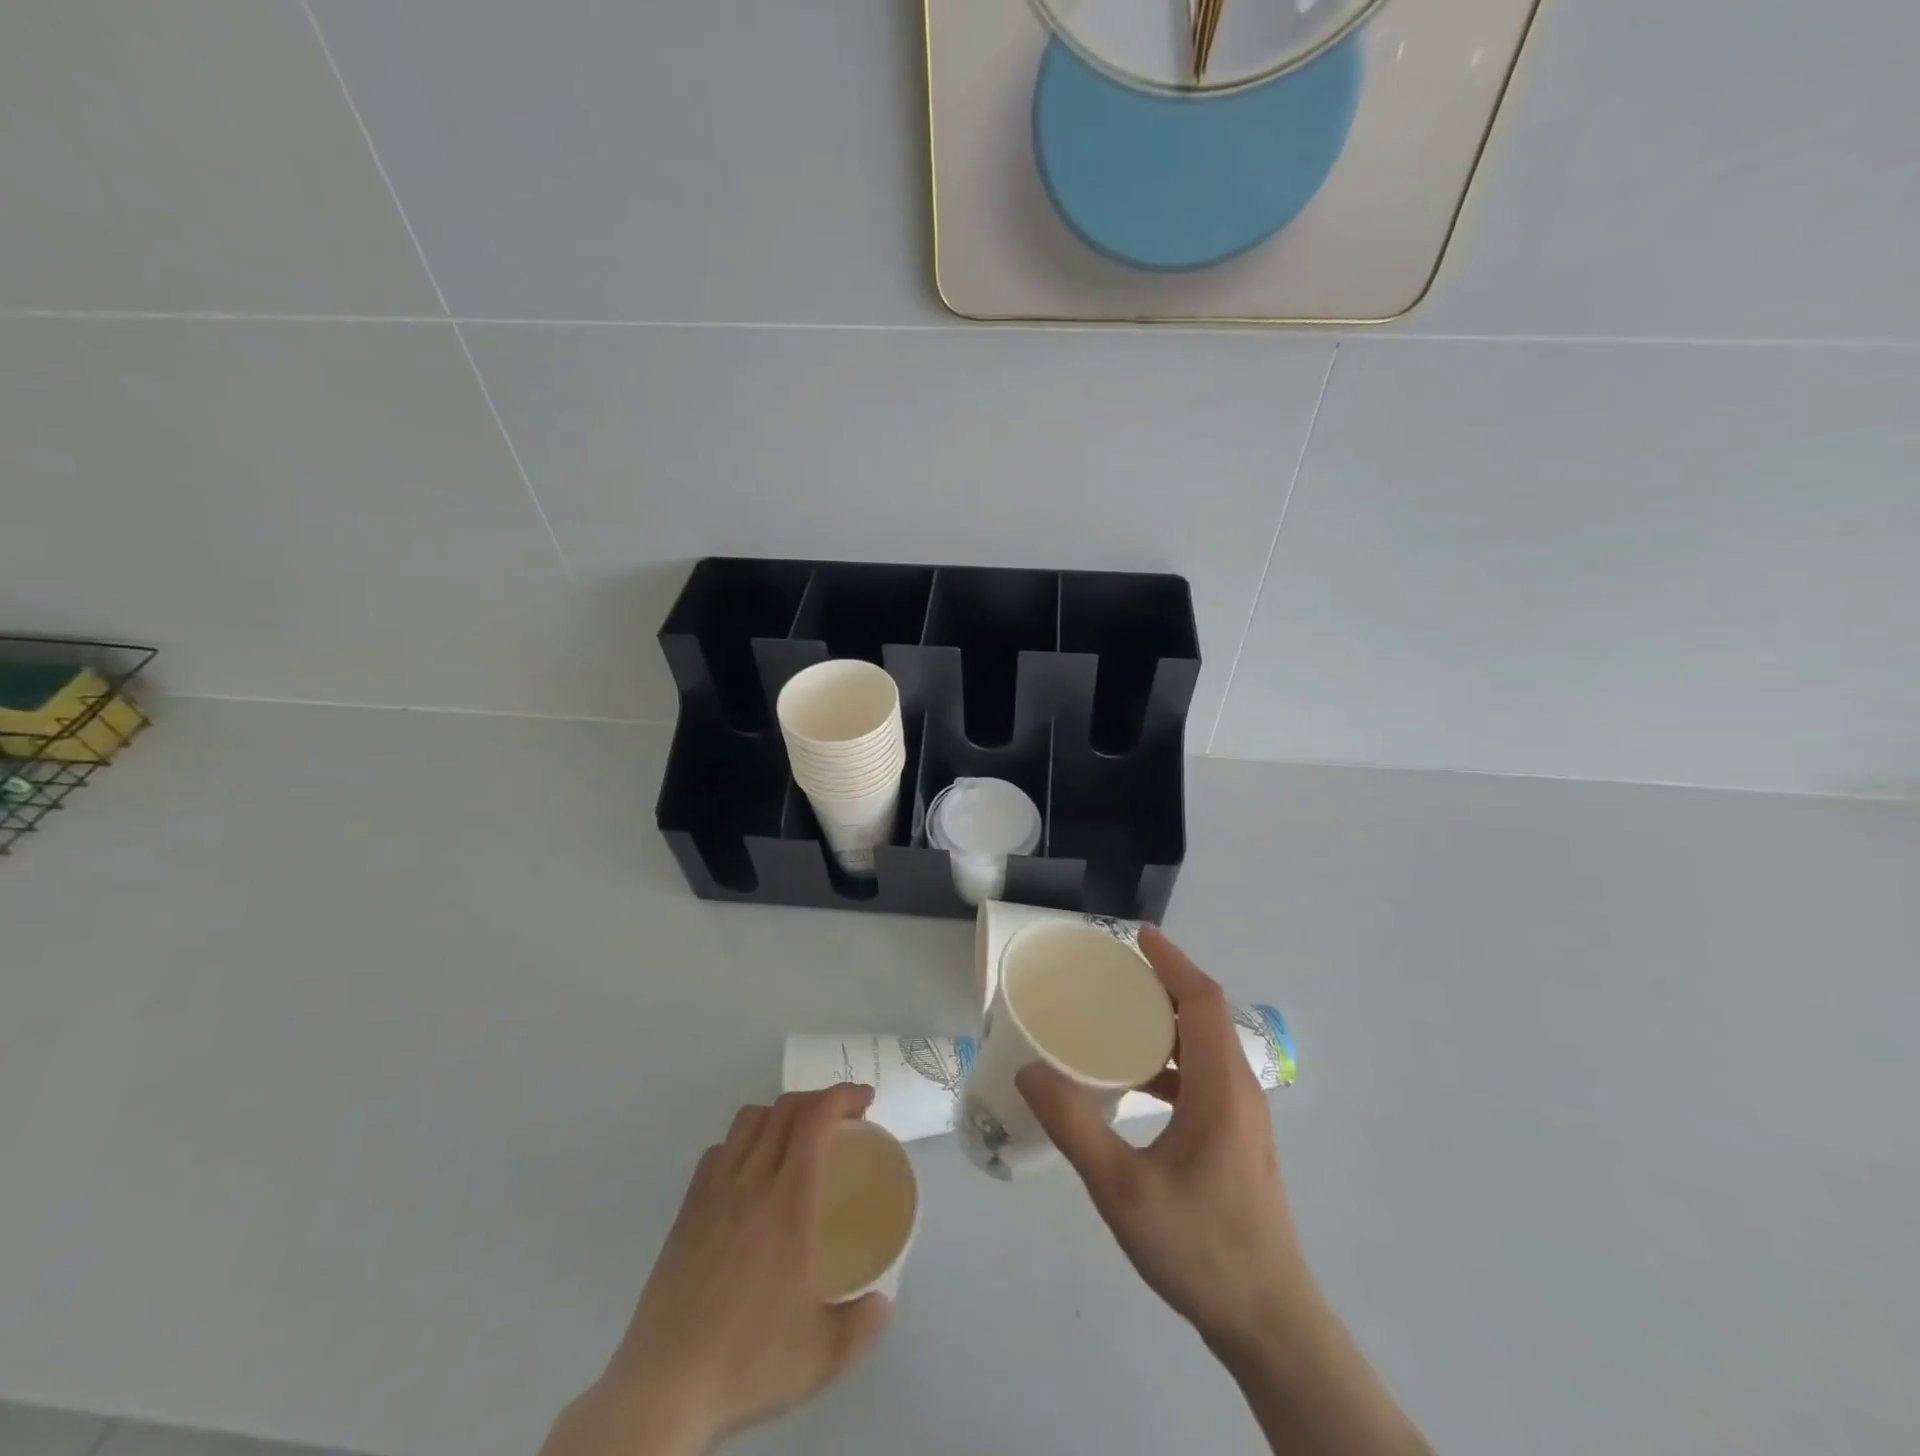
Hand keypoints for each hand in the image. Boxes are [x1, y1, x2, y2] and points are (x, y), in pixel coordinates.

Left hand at [543, 1085, 891, 1455]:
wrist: (663, 1390)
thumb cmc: (747, 1364)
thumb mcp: (823, 1357)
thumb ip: (862, 1325)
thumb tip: (883, 1303)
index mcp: (789, 1203)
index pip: (814, 1120)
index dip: (842, 1096)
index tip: (865, 1100)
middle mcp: (751, 1183)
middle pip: (785, 1109)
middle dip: (819, 1099)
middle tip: (844, 1120)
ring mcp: (713, 1193)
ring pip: (749, 1120)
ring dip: (781, 1114)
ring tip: (798, 1140)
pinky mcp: (687, 1211)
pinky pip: (719, 1150)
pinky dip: (744, 1141)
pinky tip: (751, 1173)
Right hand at [1016, 927, 1313, 1357]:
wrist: (1269, 1324)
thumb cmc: (1199, 1247)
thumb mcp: (1123, 1188)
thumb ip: (1074, 1125)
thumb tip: (1031, 1070)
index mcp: (1221, 1087)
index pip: (1202, 1000)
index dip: (1172, 962)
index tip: (1138, 936)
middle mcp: (1239, 1090)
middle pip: (1206, 1015)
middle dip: (1164, 983)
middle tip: (1114, 973)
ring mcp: (1243, 1117)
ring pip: (1206, 1046)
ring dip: (1167, 1021)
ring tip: (1117, 1017)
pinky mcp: (1238, 1140)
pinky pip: (1204, 1075)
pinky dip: (1170, 1059)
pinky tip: (1135, 1082)